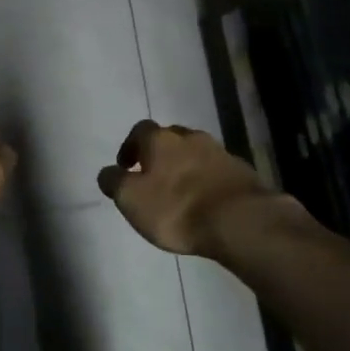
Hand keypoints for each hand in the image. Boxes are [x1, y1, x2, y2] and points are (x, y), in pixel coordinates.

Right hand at [97, 120, 282, 258]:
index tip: (126, 166)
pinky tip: (206, 201)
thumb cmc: (176, 208)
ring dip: (185, 166)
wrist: (240, 220)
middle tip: (153, 177)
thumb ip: (114, 182)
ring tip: (180, 192)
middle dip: (160, 154)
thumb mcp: (131, 199)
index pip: (139, 130)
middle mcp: (190, 137)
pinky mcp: (242, 172)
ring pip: (196, 152)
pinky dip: (207, 180)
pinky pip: (217, 170)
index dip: (130, 146)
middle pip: (170, 138)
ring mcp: (219, 152)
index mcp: (160, 140)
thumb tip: (108, 172)